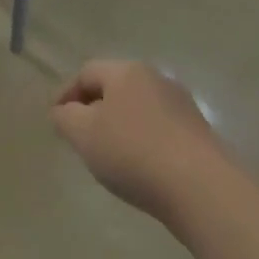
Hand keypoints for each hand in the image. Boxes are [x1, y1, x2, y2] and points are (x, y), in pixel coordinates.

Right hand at [51, 60, 224, 221]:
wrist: (202, 188)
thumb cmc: (134, 153)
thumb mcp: (85, 134)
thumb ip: (65, 118)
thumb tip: (62, 110)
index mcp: (127, 71)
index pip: (86, 72)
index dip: (66, 93)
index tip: (55, 120)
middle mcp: (156, 78)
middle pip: (115, 87)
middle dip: (93, 108)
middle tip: (79, 136)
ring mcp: (182, 104)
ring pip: (138, 107)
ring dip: (119, 125)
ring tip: (108, 155)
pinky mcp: (198, 132)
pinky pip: (159, 128)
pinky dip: (142, 140)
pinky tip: (140, 166)